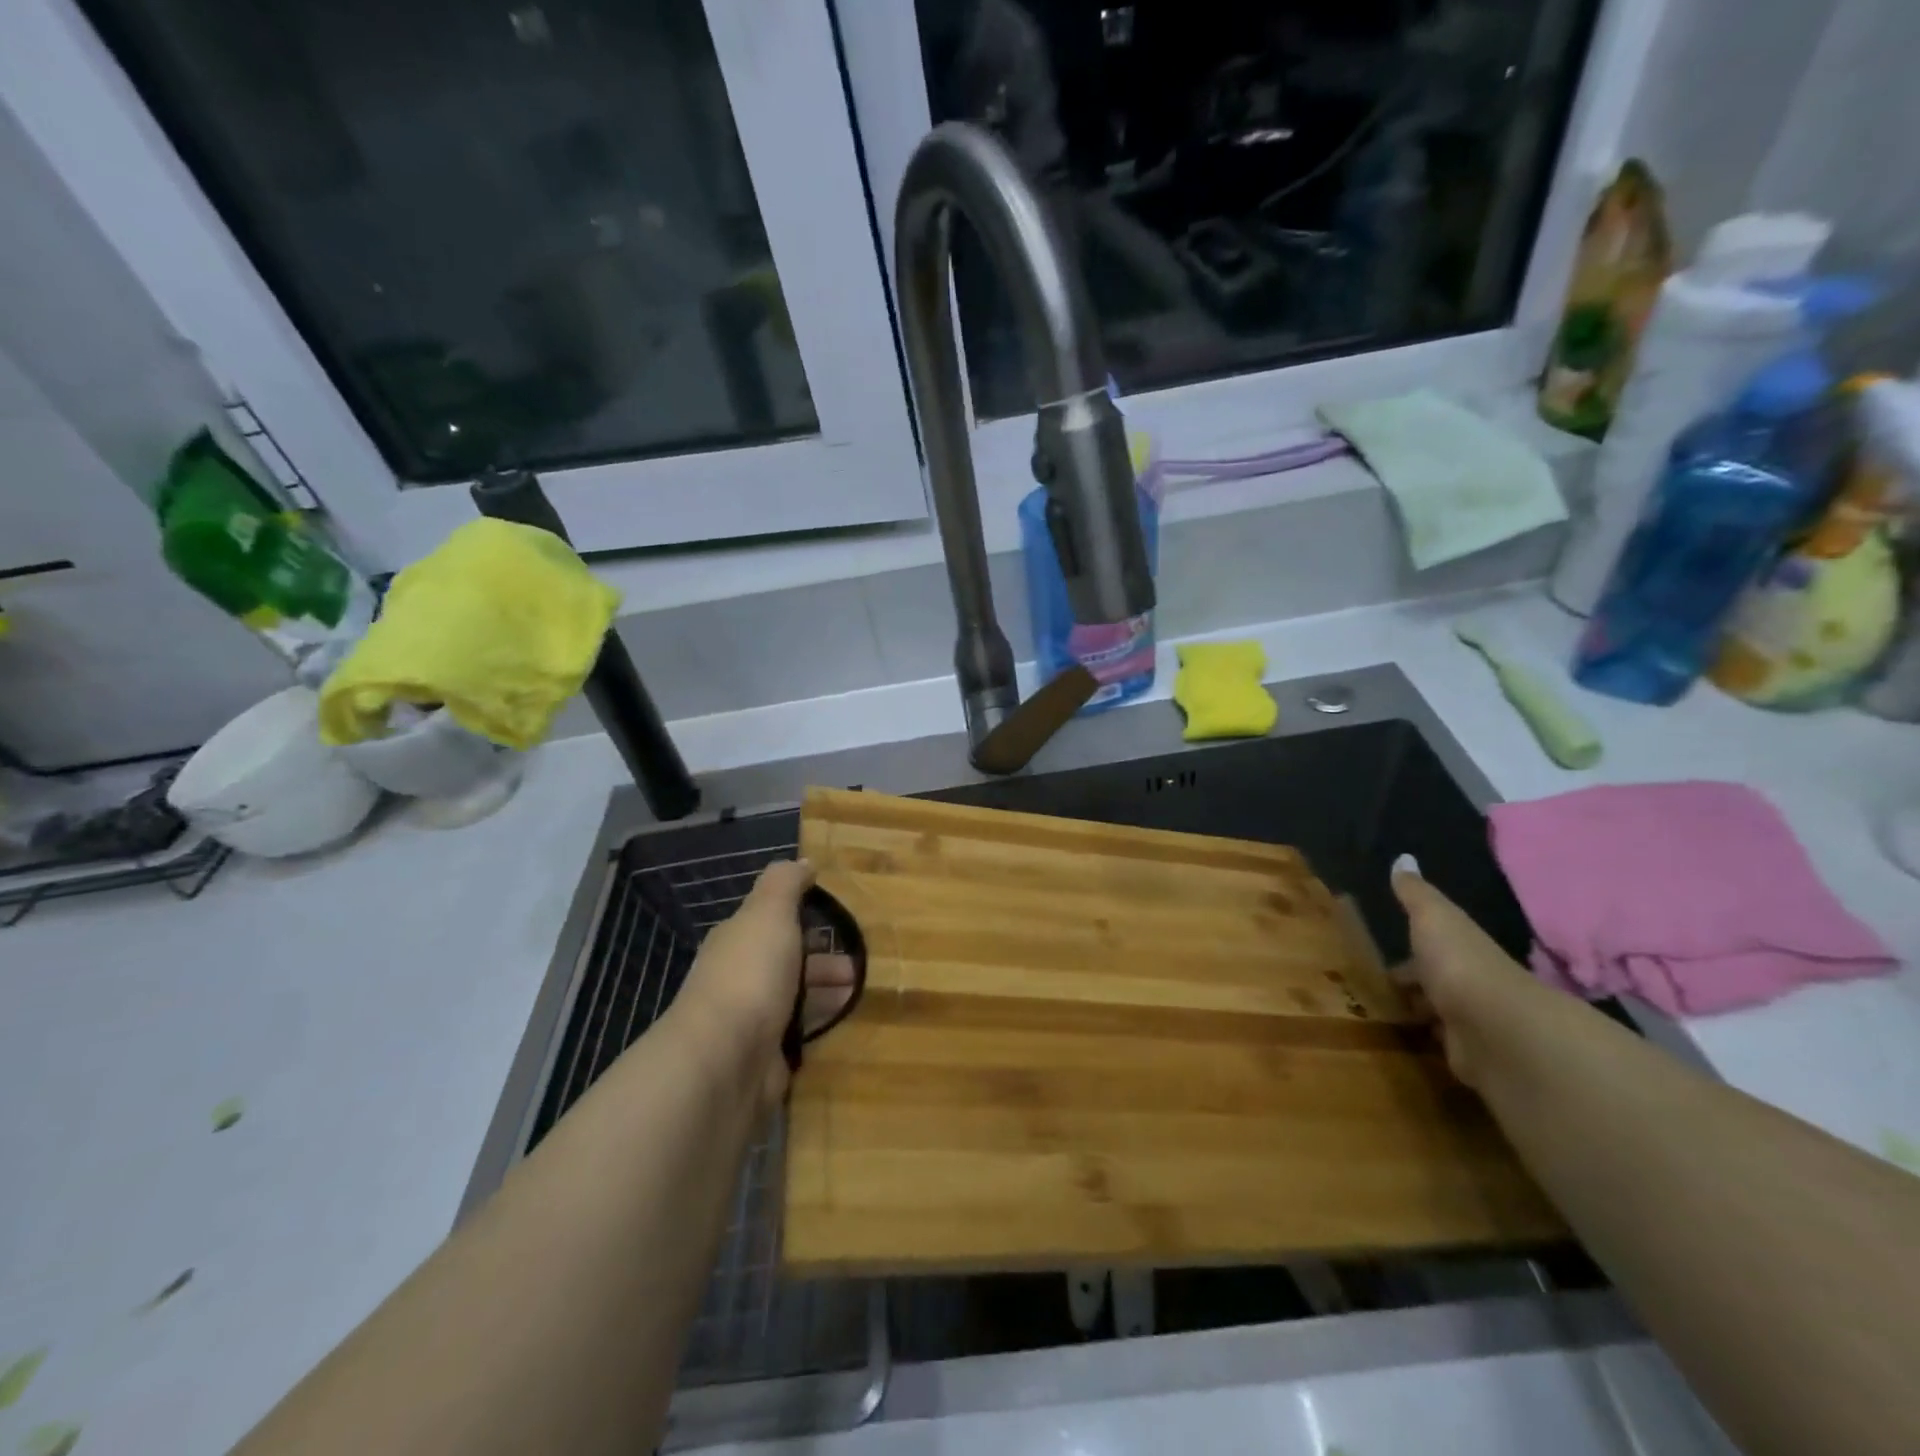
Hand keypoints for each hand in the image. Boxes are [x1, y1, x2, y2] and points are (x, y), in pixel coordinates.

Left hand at [673, 860, 856, 1109]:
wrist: (725, 1059)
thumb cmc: (750, 974)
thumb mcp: (769, 912)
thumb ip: (785, 883)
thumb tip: (803, 862)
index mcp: (737, 941)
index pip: (772, 924)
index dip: (803, 919)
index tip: (838, 920)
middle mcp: (740, 978)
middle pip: (787, 963)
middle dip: (823, 961)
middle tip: (859, 966)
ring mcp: (750, 1021)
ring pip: (795, 999)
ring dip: (826, 993)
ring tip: (859, 992)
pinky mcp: (765, 1058)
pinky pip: (798, 1034)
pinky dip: (819, 1025)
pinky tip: (843, 1023)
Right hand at [1392, 862, 1552, 1090]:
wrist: (1495, 1028)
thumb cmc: (1459, 963)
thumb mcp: (1433, 918)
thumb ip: (1416, 894)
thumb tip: (1403, 858)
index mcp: (1464, 951)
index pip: (1437, 949)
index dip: (1413, 951)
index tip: (1385, 957)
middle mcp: (1473, 986)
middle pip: (1439, 983)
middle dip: (1416, 985)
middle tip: (1381, 988)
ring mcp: (1476, 1025)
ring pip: (1443, 1016)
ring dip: (1423, 1015)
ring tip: (1386, 1015)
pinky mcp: (1473, 1060)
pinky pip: (1448, 1048)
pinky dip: (1434, 1045)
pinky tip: (1412, 1045)